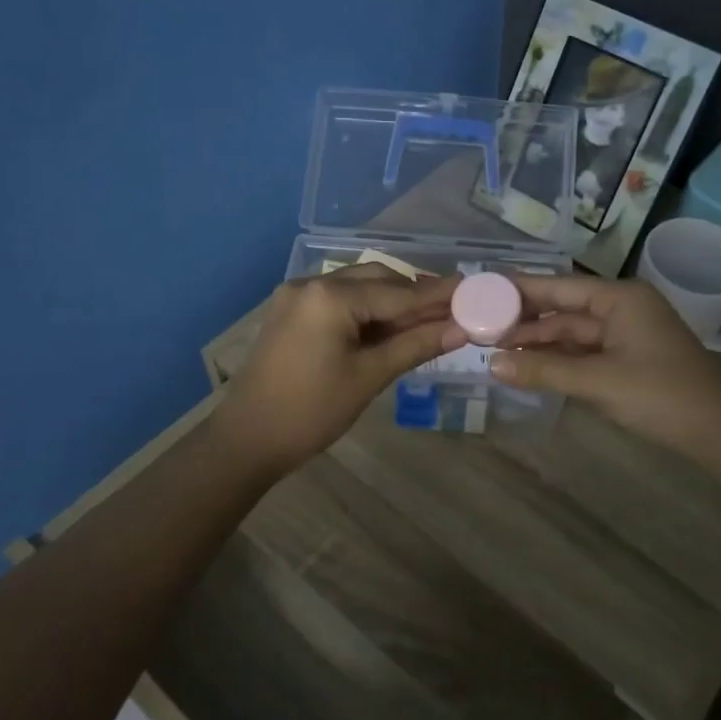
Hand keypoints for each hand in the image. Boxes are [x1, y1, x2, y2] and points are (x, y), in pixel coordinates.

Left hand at [212, 264, 464, 475]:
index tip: (473, 290)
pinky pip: (340, 300)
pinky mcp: (291, 311)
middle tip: (454, 310)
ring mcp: (298, 295)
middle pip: (379, 280)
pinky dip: (367, 311)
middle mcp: (313, 282)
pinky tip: (390, 328)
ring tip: (428, 322)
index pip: (399, 292)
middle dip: (416, 295)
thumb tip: (463, 329)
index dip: (439, 295)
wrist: (246, 439)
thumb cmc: (311, 411)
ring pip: (359, 287)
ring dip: (393, 302)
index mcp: (331, 296)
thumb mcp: (370, 377)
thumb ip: (417, 345)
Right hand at [490, 275, 720, 456]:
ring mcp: (626, 332)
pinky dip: (559, 358)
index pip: (559, 287)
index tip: (482, 292)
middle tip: (480, 328)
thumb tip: (492, 364)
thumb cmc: (659, 395)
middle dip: (525, 321)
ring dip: (539, 342)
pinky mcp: (628, 356)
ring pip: (572, 332)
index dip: (520, 290)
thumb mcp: (597, 381)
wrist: (716, 431)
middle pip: (564, 309)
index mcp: (620, 298)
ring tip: (495, 349)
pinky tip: (528, 365)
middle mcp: (622, 307)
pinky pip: (584, 350)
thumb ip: (544, 370)